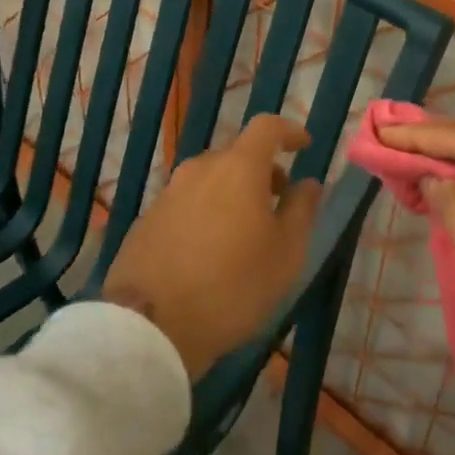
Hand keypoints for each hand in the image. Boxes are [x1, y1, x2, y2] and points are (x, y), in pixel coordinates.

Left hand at [103, 115, 321, 379]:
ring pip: (209, 179)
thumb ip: (301, 210)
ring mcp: (168, 193)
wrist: (149, 327)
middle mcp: (200, 169)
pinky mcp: (146, 221)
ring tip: (244, 231)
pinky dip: (205, 213)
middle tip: (278, 200)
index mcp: (238, 168)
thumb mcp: (286, 254)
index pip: (266, 127)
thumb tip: (308, 183)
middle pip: (236, 154)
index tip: (304, 146)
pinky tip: (209, 251)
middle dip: (262, 169)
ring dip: (232, 192)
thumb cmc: (232, 286)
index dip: (289, 131)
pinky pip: (185, 204)